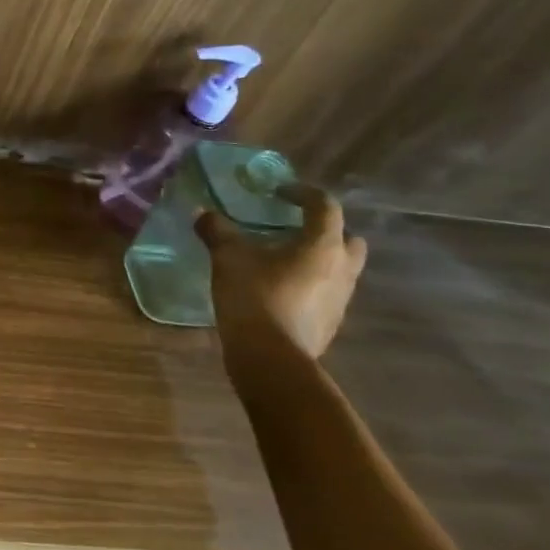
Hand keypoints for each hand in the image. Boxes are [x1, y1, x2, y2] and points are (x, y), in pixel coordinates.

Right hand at [196, 186, 366, 357]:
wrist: (270, 357)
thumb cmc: (254, 296)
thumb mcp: (228, 257)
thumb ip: (217, 230)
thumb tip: (202, 212)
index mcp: (322, 245)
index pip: (325, 205)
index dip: (302, 193)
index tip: (278, 192)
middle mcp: (342, 268)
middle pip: (348, 239)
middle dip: (326, 230)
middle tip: (294, 229)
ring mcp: (341, 299)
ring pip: (339, 268)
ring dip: (318, 260)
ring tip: (281, 261)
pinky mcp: (331, 322)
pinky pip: (326, 293)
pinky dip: (310, 285)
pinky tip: (280, 291)